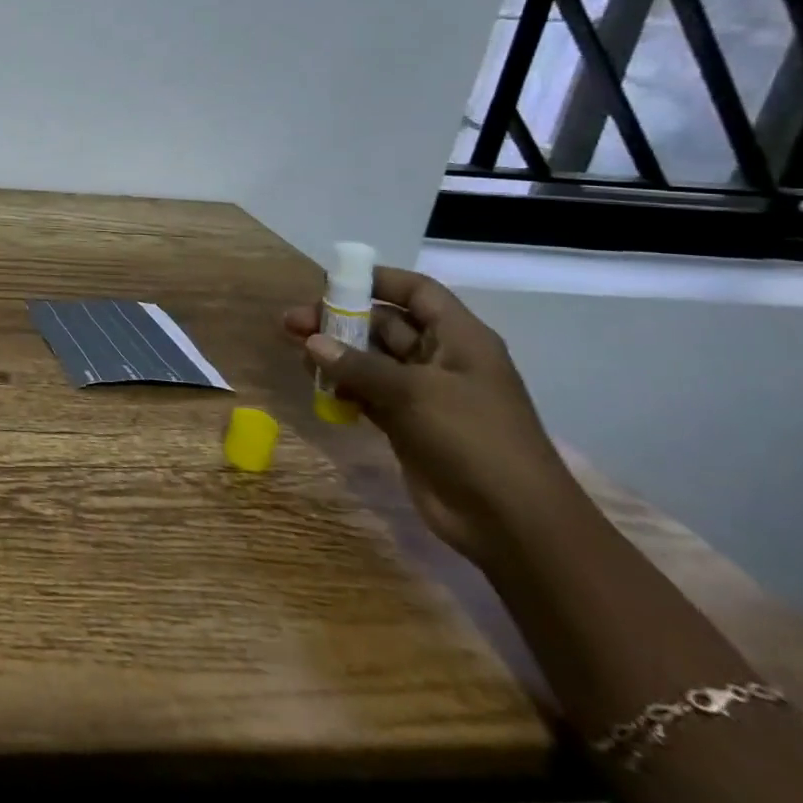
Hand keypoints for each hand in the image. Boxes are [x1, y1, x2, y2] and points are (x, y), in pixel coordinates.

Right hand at [282, 267, 580, 568]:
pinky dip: (342, 386)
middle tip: (292, 322)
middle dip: (339, 319)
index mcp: (460, 340)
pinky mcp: (408, 424)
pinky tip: (316, 386)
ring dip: (334, 353)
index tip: (331, 280)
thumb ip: (358, 365)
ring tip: (295, 351)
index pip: (418, 292)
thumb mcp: (414, 393)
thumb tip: (311, 342)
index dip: (378, 280)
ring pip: (369, 359)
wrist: (511, 521)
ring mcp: (424, 394)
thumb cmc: (474, 440)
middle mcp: (441, 360)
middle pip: (384, 324)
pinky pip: (366, 392)